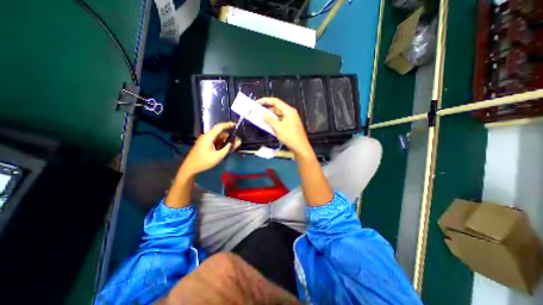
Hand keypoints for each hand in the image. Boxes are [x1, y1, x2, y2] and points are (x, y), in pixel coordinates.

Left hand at [180, 122, 239, 175]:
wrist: (190, 168)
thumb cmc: (204, 161)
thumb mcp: (218, 156)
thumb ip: (228, 148)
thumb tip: (238, 142)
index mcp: (208, 137)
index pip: (219, 127)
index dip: (228, 125)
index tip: (236, 125)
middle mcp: (206, 136)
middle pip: (220, 133)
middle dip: (229, 137)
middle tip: (237, 142)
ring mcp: (205, 140)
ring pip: (218, 138)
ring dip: (225, 141)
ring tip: (232, 147)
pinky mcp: (204, 144)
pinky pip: (215, 141)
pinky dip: (221, 144)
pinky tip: (225, 149)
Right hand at [259, 96, 311, 155]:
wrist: (300, 147)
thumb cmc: (289, 136)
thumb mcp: (278, 128)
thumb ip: (269, 120)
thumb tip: (262, 114)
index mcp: (288, 111)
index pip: (276, 101)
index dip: (266, 101)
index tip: (257, 103)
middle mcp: (290, 113)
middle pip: (277, 108)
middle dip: (267, 110)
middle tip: (258, 113)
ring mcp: (290, 119)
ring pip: (278, 115)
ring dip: (270, 117)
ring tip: (261, 119)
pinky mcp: (290, 125)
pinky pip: (280, 120)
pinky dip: (274, 121)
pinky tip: (269, 125)